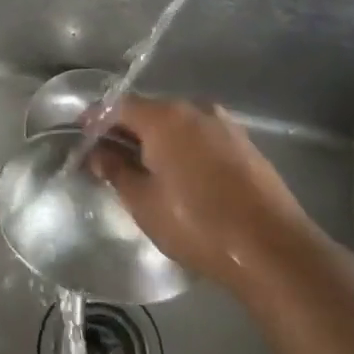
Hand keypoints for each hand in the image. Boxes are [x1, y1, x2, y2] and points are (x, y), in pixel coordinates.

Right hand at [92, 98, 321, 292]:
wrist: (272, 248)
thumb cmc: (198, 224)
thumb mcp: (144, 202)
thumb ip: (116, 171)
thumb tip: (97, 153)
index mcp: (164, 116)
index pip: (118, 106)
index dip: (96, 119)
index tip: (81, 136)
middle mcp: (194, 109)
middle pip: (149, 111)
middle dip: (126, 130)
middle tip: (108, 157)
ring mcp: (224, 124)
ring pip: (178, 124)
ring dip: (157, 140)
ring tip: (143, 169)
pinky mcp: (244, 144)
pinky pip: (201, 137)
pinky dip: (183, 148)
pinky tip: (180, 175)